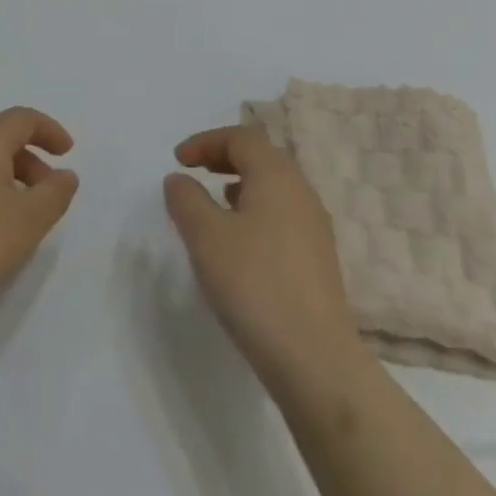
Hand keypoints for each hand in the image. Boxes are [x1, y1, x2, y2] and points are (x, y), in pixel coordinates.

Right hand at [164, 122, 363, 385]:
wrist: (314, 358)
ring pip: (274, 186)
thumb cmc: (254, 284)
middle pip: (262, 156)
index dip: (206, 141)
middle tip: (195, 170)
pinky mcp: (318, 258)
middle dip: (225, 157)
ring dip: (241, 183)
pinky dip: (256, 210)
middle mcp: (301, 191)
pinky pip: (282, 214)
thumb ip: (186, 199)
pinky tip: (240, 241)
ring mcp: (314, 226)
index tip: (177, 159)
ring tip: (215, 203)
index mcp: (276, 175)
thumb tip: (179, 179)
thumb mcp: (205, 237)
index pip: (241, 137)